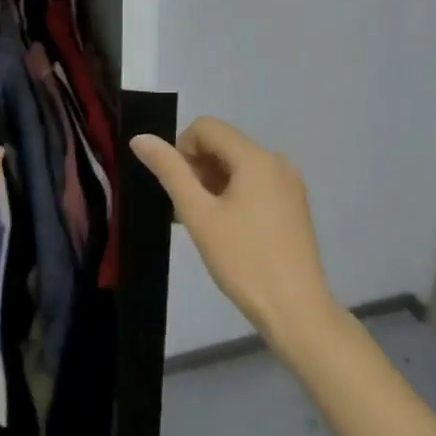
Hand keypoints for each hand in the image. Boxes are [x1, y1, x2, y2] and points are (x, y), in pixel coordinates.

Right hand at [131, 118, 337, 350]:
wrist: (295, 308)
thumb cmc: (243, 260)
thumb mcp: (199, 214)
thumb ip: (170, 171)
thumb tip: (141, 138)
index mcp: (256, 158)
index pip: (207, 127)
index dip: (181, 149)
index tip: (175, 187)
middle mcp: (277, 161)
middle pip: (224, 145)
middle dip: (196, 168)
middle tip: (187, 210)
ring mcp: (289, 184)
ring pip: (238, 166)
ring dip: (212, 183)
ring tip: (202, 223)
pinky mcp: (293, 205)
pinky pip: (255, 183)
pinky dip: (232, 194)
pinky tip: (225, 229)